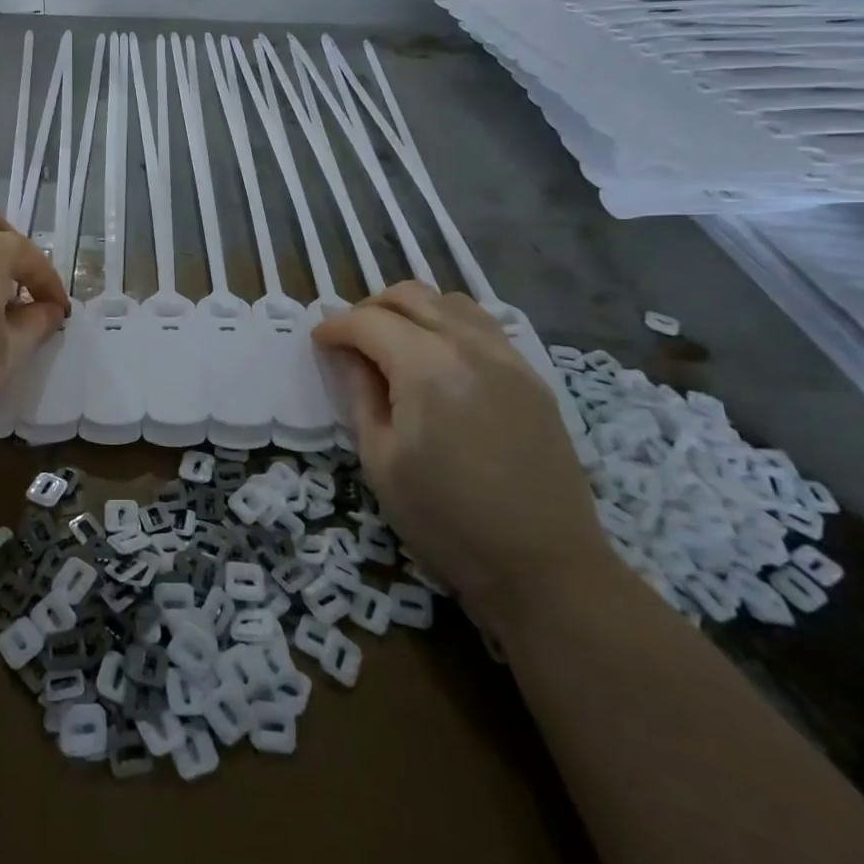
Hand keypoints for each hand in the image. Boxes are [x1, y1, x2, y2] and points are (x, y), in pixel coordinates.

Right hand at [312, 283, 616, 623]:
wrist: (546, 567)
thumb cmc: (447, 521)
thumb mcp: (382, 461)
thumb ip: (361, 395)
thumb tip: (348, 357)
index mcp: (427, 367)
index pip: (368, 322)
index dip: (335, 328)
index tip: (317, 343)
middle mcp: (470, 346)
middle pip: (410, 297)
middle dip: (370, 308)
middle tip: (350, 340)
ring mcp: (508, 358)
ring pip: (450, 302)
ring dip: (412, 310)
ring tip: (393, 342)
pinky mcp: (531, 377)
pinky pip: (482, 326)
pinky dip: (448, 323)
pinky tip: (437, 358)